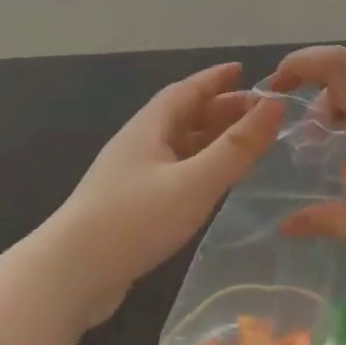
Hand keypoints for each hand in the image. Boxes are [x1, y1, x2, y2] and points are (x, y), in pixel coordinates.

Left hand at [46, 63, 282, 323]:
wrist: (71, 274)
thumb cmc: (135, 220)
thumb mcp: (194, 182)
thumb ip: (236, 147)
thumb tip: (274, 105)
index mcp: (148, 128)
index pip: (185, 91)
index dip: (215, 79)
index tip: (243, 70)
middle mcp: (137, 145)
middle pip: (181, 116)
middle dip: (219, 109)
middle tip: (257, 113)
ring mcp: (129, 177)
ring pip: (176, 146)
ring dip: (208, 139)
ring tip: (242, 144)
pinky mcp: (128, 207)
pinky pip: (171, 172)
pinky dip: (197, 167)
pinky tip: (210, 183)